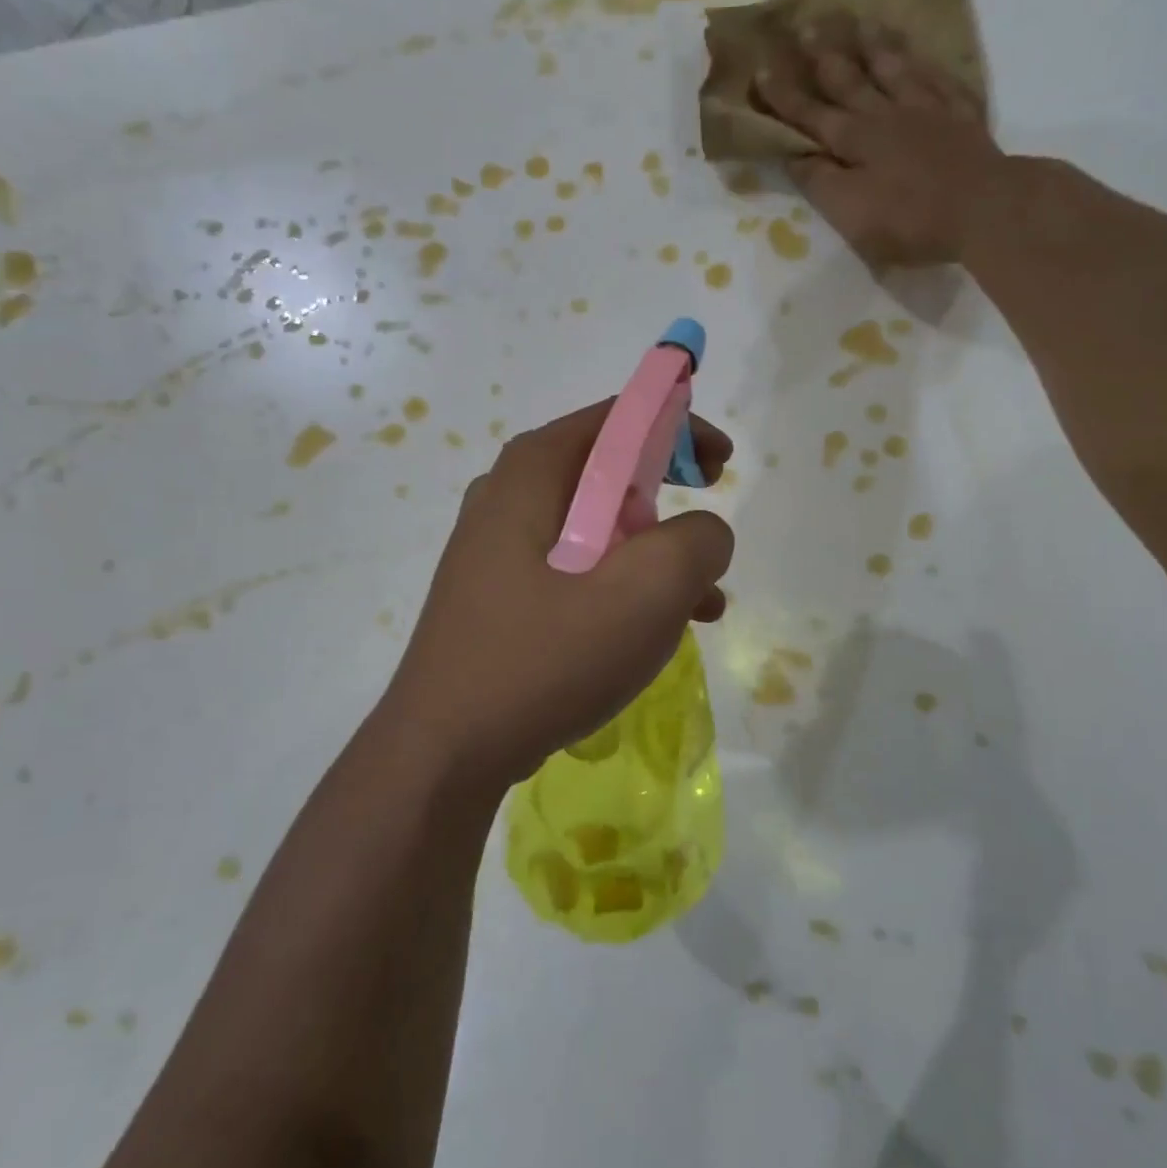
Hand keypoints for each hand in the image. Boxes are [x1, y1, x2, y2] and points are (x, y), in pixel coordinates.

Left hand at [376, 400, 734, 792]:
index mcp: (535, 470)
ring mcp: (496, 547)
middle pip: (606, 470)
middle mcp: (508, 494)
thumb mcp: (646, 592)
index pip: (619, 417)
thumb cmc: (545, 657)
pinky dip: (620, 585)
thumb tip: (704, 534)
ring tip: (702, 600)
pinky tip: (656, 632)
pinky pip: (574, 569)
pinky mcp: (498, 593)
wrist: (445, 751)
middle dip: (669, 496)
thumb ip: (697, 542)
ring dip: (653, 553)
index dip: (680, 428)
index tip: (720, 466)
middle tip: (706, 527)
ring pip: (595, 528)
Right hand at [753, 22, 1007, 270]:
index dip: (785, 96)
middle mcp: (886, 115)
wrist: (984, 209)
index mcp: (854, 140)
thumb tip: (794, 155)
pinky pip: (936, 77)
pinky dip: (922, 62)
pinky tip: (918, 53)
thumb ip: (820, 182)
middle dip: (824, 55)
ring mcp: (926, 110)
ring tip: (860, 22)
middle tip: (806, 25)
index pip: (811, 114)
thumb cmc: (909, 220)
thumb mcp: (850, 213)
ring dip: (873, 46)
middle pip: (850, 80)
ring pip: (894, 68)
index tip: (762, 70)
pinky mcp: (960, 115)